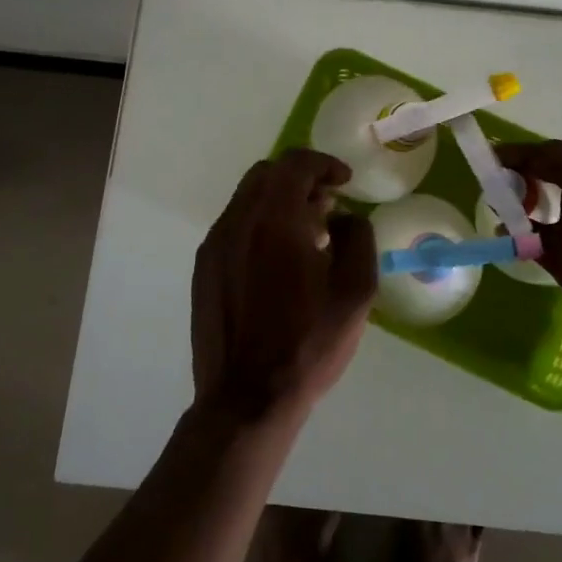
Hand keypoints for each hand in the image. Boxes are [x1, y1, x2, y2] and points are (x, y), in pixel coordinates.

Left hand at [191, 148, 377, 421]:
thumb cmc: (308, 343)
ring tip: (307, 236)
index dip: (324, 164)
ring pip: (247, 199)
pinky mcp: (204, 268)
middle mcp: (237, 221)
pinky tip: (279, 262)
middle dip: (301, 179)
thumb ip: (358, 238)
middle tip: (328, 206)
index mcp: (274, 219)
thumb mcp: (356, 291)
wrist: (247, 398)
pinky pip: (234, 226)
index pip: (295, 163)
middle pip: (267, 174)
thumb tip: (345, 218)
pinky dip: (260, 224)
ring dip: (279, 202)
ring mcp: (215, 245)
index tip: (345, 182)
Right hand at [495, 139, 561, 323]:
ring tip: (531, 189)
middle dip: (531, 163)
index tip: (490, 161)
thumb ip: (523, 230)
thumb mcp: (552, 250)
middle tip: (507, 177)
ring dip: (553, 171)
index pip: (539, 154)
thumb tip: (503, 224)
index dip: (512, 157)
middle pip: (560, 153)